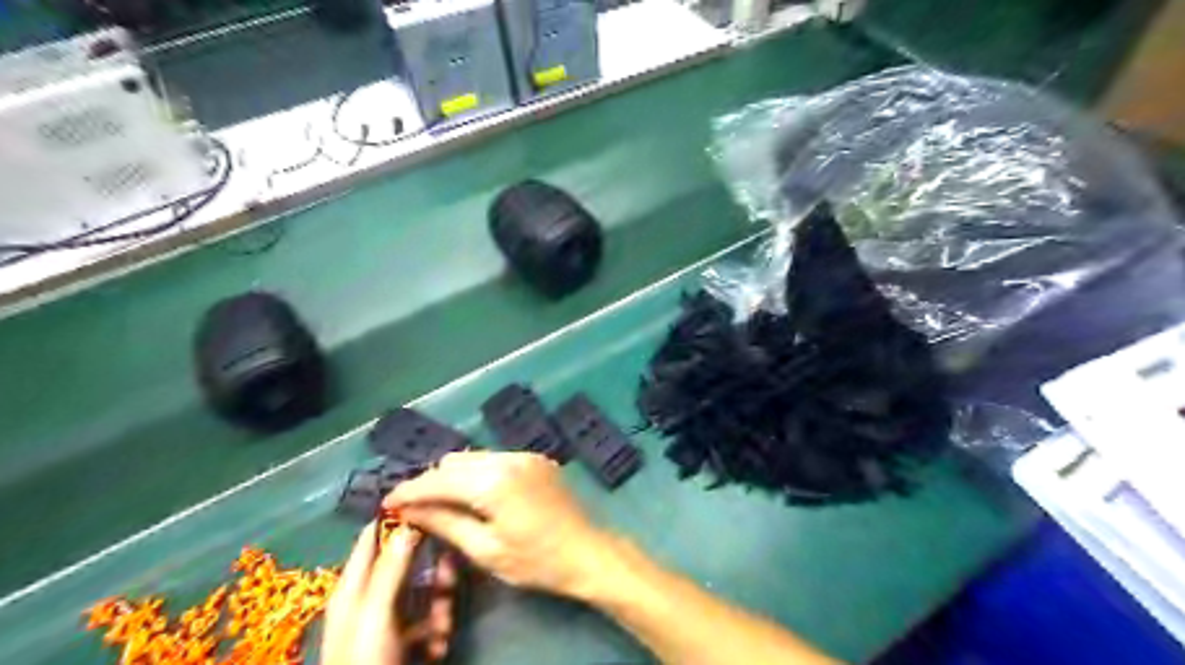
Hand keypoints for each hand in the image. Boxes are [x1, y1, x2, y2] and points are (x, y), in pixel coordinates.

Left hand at [321, 523, 454, 662]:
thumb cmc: (366, 661)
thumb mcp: (377, 611)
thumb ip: (392, 565)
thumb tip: (410, 519)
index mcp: (354, 584)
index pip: (374, 534)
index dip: (399, 514)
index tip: (433, 497)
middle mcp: (372, 596)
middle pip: (407, 559)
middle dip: (432, 563)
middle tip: (453, 562)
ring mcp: (391, 620)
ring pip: (426, 589)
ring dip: (441, 600)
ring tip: (445, 623)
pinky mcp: (408, 640)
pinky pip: (431, 618)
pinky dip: (440, 625)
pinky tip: (441, 643)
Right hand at [385, 451, 615, 596]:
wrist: (586, 551)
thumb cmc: (535, 559)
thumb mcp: (485, 549)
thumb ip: (445, 523)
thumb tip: (410, 510)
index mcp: (493, 481)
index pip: (438, 479)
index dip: (409, 490)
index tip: (387, 502)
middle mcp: (508, 457)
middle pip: (455, 461)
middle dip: (432, 481)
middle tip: (416, 507)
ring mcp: (525, 455)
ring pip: (475, 457)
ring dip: (455, 476)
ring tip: (443, 501)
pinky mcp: (536, 458)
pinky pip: (496, 458)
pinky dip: (479, 472)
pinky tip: (477, 494)